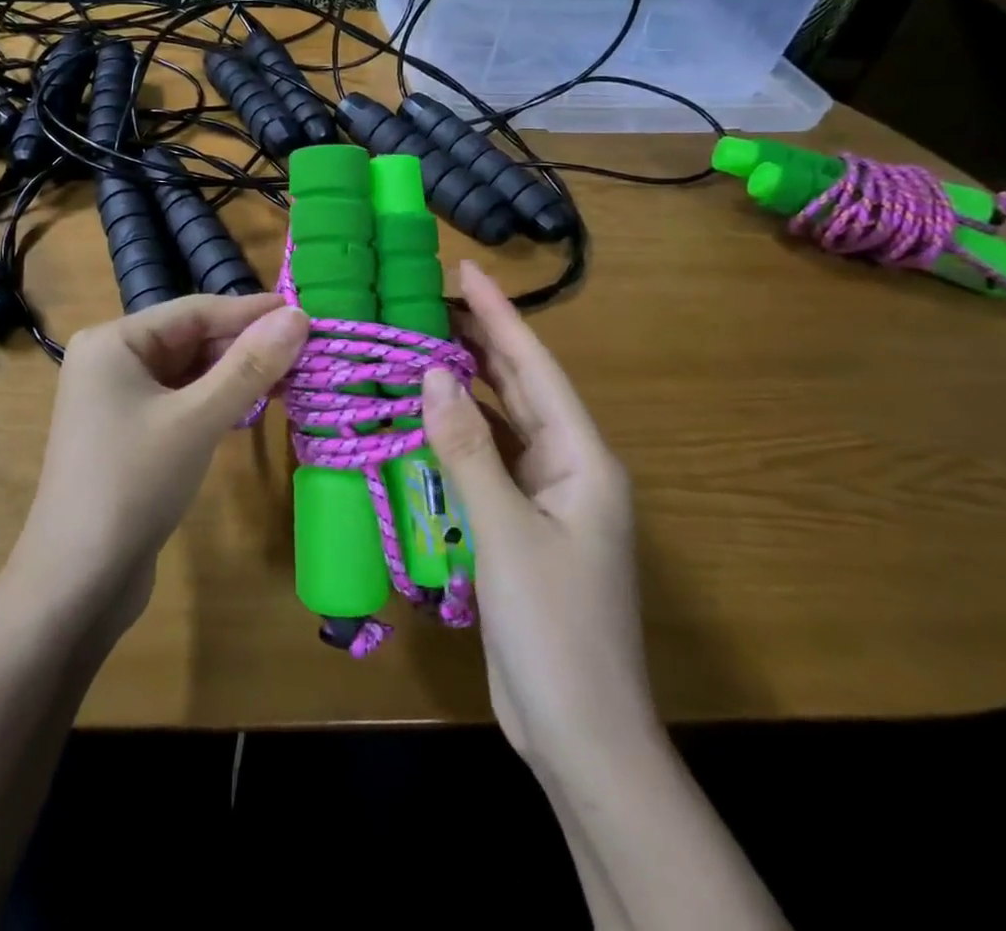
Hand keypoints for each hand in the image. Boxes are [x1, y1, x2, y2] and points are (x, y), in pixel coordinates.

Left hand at [11, 293, 309, 631]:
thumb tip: (298, 316)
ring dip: (234, 375)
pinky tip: (252, 408)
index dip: (250, 311)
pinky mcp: (127, 436)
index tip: (304, 312)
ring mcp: (116, 401)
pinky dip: (215, 402)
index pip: (193, 310)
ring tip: (291, 378)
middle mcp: (110, 361)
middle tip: (305, 351)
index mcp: (113, 341)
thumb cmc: (133, 483)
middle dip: (245, 346)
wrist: (76, 582)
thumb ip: (249, 365)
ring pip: (187, 373)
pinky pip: (179, 402)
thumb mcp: (197, 418)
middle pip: (190, 339)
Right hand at [421, 260, 654, 778]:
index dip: (500, 316)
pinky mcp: (522, 528)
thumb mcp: (505, 533)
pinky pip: (487, 462)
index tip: (467, 270)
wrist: (581, 735)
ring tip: (423, 343)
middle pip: (521, 389)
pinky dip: (457, 435)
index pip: (535, 369)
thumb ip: (468, 450)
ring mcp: (546, 500)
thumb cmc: (554, 629)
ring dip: (467, 386)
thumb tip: (434, 375)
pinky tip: (425, 419)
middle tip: (431, 299)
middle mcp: (569, 469)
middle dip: (482, 341)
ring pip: (502, 424)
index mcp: (582, 460)